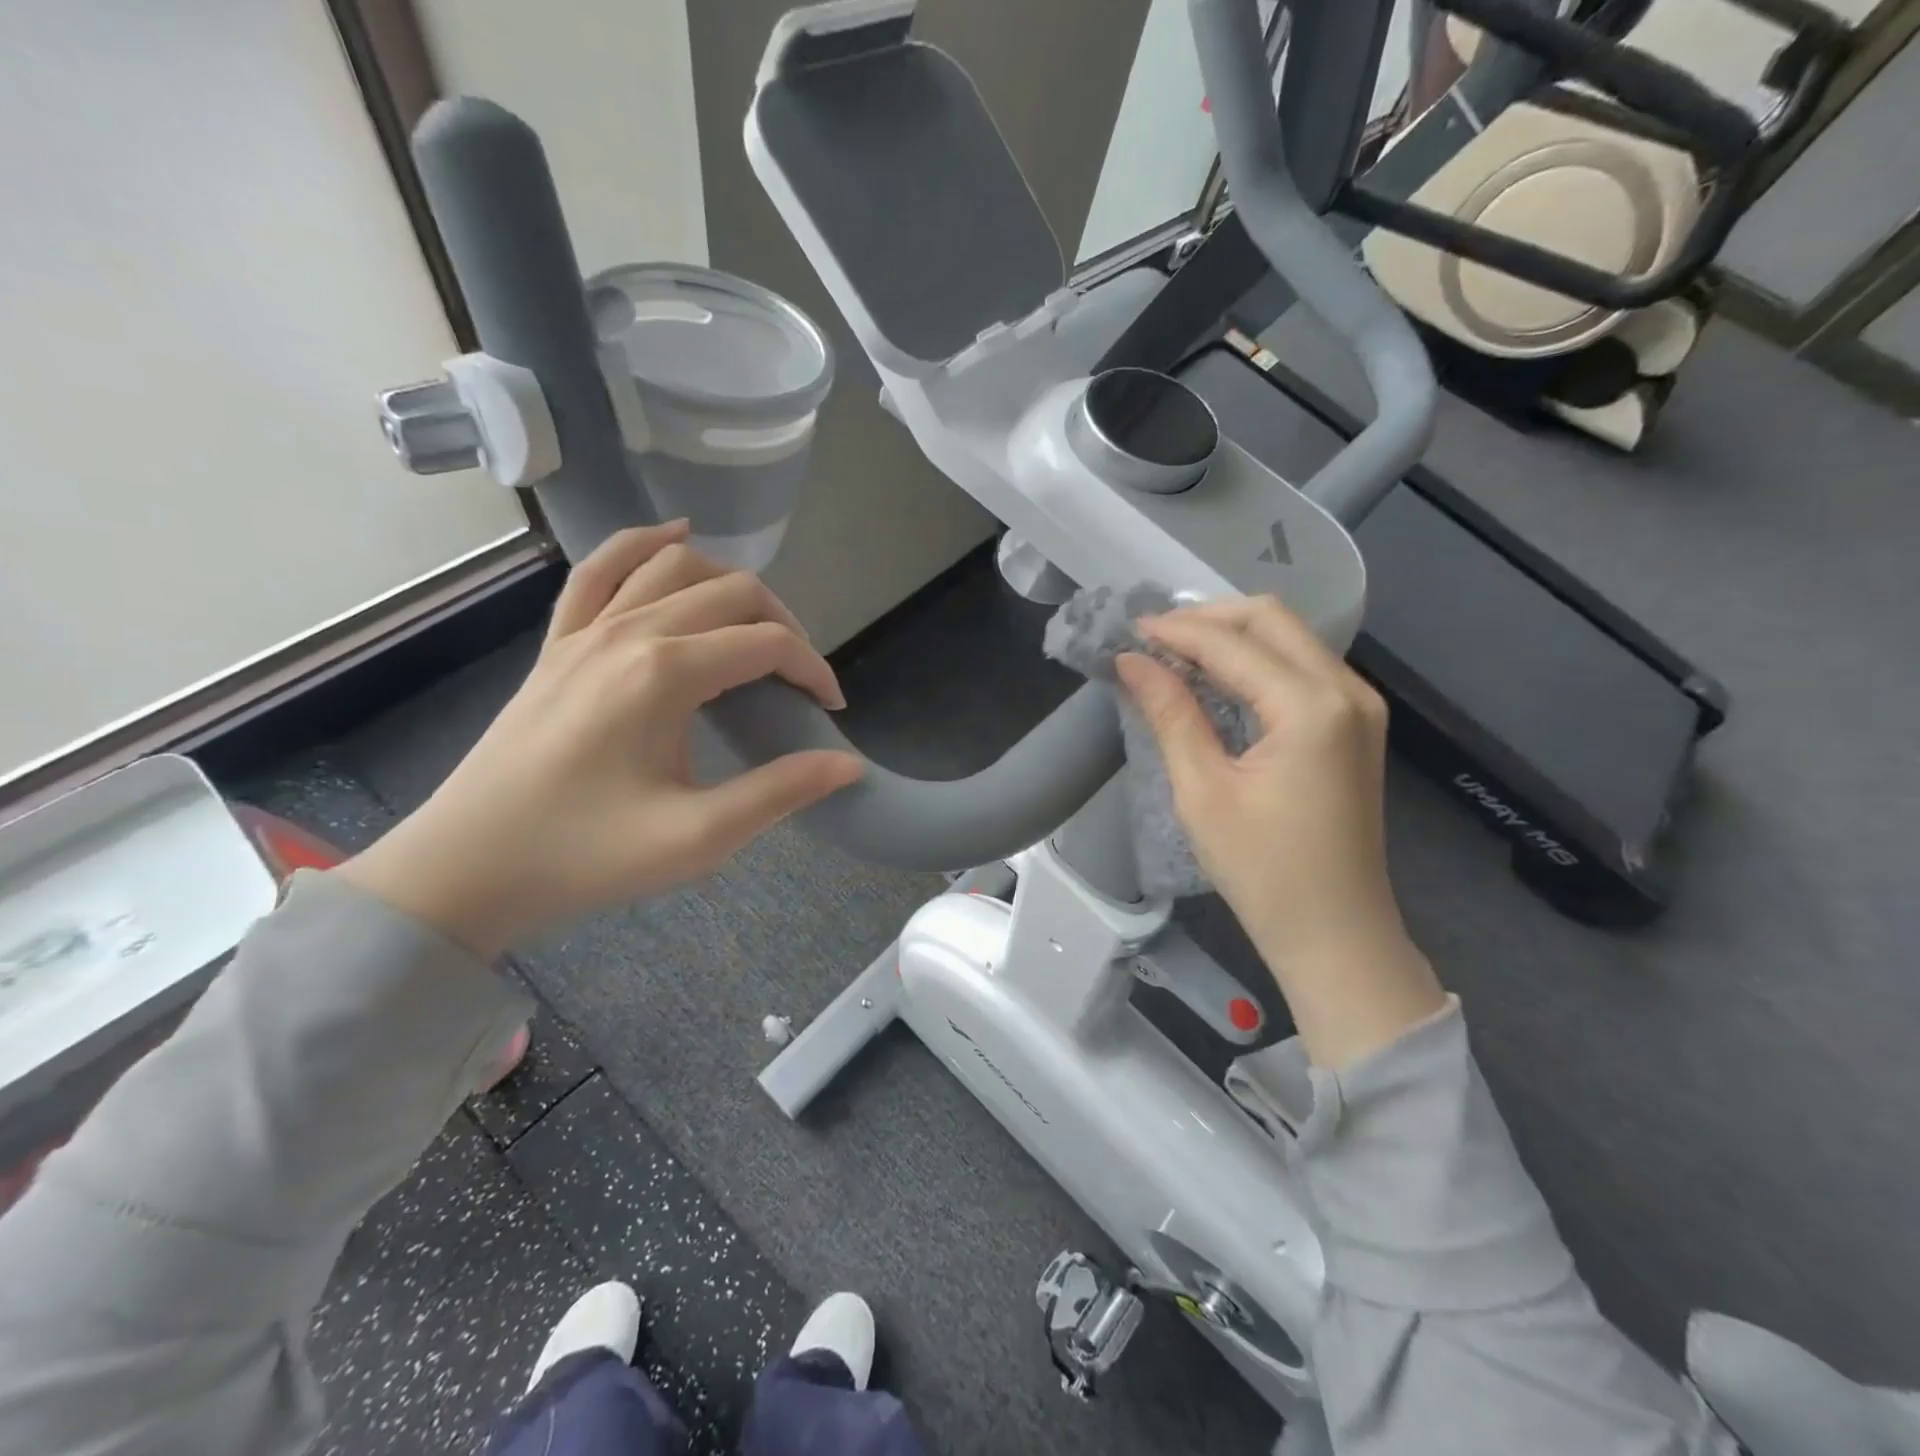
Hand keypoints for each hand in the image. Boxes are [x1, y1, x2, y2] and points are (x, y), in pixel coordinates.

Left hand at [338, 523, 862, 955]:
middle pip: (731, 593)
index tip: (831, 709)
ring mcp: (585, 631)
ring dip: (729, 584)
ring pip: (674, 567)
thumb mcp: (697, 838)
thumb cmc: (585, 856)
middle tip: (800, 679)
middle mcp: (628, 632)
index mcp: (665, 674)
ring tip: (758, 624)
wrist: (466, 868)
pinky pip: (600, 570)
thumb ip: (779, 792)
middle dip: (784, 626)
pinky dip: (643, 544)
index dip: (814, 669)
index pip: (767, 644)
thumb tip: (849, 765)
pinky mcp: (558, 643)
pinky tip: (674, 535)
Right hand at [1116, 596, 1444, 1067]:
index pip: (1232, 643)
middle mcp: (1347, 690)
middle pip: (1271, 620)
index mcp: (1311, 707)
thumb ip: (1171, 713)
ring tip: (1176, 653)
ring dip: (1232, 636)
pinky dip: (1257, 661)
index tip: (1127, 631)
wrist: (1336, 933)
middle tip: (1152, 639)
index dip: (1175, 631)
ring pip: (1291, 637)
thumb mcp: (1203, 791)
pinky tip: (1219, 678)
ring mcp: (1360, 705)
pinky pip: (1303, 667)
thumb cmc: (1263, 871)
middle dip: (1207, 619)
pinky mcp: (1357, 724)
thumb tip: (1132, 661)